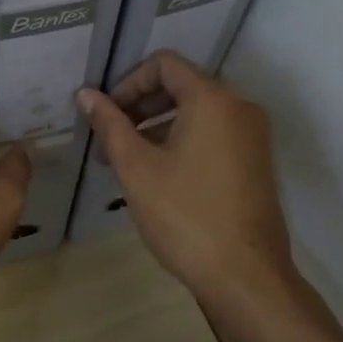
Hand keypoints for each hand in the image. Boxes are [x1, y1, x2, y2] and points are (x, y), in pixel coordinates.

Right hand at [77, 53, 296, 305]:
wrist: (246, 276)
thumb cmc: (185, 216)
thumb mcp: (137, 168)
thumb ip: (110, 124)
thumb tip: (86, 94)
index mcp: (213, 100)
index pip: (164, 64)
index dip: (128, 82)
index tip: (106, 114)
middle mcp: (240, 107)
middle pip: (182, 85)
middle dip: (140, 106)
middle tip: (110, 138)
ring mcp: (253, 135)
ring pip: (197, 112)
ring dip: (158, 125)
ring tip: (127, 160)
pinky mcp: (256, 161)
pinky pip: (214, 133)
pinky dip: (182, 140)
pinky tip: (159, 174)